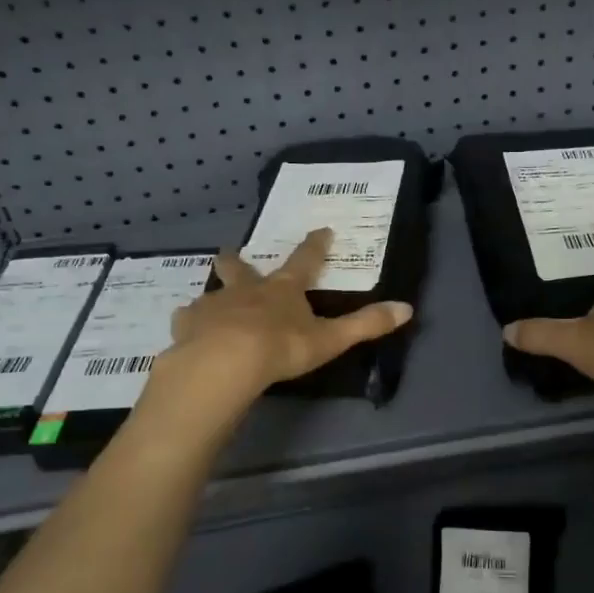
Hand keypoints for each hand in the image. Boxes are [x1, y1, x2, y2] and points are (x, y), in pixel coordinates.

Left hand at [152, 228, 412, 402]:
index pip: (304, 261)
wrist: (224, 363)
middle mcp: (247, 290)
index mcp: (282, 290)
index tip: (321, 230)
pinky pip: (187, 320)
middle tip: (231, 252)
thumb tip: (407, 308)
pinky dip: (189, 323)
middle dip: (238, 260)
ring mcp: (214, 306)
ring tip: (207, 303)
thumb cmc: (281, 347)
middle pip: (241, 268)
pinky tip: (186, 331)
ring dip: (214, 295)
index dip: (315, 246)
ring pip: (212, 293)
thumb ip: (366, 325)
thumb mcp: (330, 339)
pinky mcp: (188, 326)